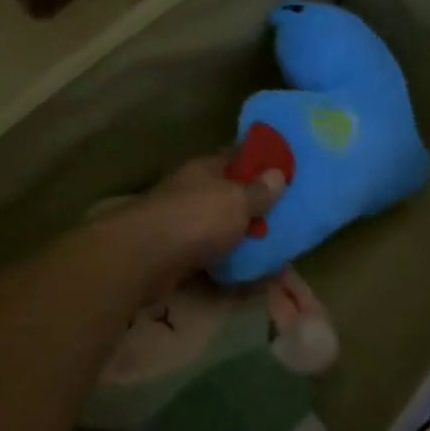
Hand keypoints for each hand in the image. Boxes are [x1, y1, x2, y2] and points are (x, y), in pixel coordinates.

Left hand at [124, 154, 285, 279]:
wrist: (143, 259)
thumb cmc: (196, 218)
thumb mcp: (237, 200)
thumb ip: (260, 191)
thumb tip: (278, 174)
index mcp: (206, 169)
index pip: (237, 157)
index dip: (261, 163)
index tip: (286, 172)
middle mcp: (193, 191)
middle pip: (229, 195)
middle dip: (254, 206)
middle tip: (286, 217)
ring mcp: (182, 223)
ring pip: (220, 227)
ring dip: (241, 237)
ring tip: (272, 248)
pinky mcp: (177, 254)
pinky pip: (211, 256)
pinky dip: (228, 263)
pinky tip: (250, 273)